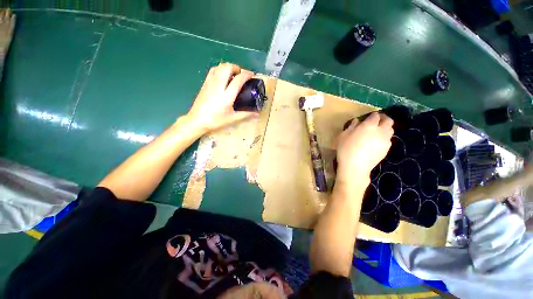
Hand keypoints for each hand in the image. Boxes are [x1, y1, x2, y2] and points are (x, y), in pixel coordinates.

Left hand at [186, 63, 257, 131]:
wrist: (197, 120)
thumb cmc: (216, 120)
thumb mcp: (233, 118)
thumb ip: (246, 114)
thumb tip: (257, 113)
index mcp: (226, 96)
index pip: (238, 80)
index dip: (246, 75)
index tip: (251, 75)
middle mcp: (218, 86)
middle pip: (227, 68)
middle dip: (236, 67)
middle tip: (241, 75)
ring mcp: (210, 83)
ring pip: (219, 67)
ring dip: (228, 67)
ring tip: (233, 75)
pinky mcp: (205, 83)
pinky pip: (213, 70)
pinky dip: (220, 69)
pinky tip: (223, 76)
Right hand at [336, 112, 393, 185]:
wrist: (355, 167)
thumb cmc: (346, 149)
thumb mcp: (343, 136)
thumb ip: (351, 126)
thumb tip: (357, 121)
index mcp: (369, 126)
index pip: (375, 116)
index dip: (372, 115)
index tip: (368, 117)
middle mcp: (381, 131)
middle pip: (388, 121)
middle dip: (383, 119)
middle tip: (376, 121)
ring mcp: (385, 141)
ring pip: (390, 130)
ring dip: (385, 128)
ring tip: (377, 132)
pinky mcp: (386, 149)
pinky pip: (388, 140)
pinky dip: (384, 138)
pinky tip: (376, 142)